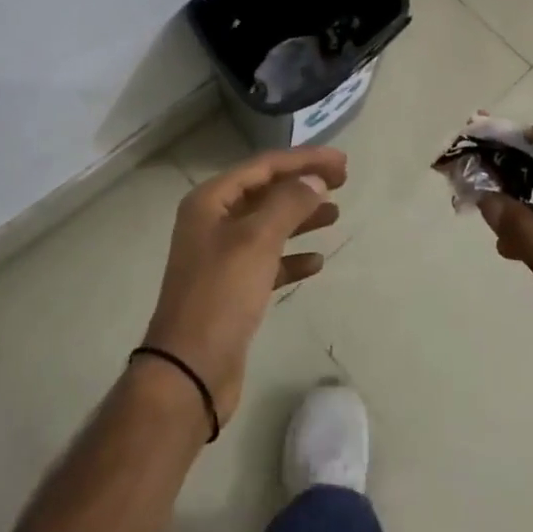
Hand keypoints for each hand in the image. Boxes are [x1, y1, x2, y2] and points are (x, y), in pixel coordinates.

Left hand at [142, 145, 346, 423]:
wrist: (189, 372)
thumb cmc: (221, 295)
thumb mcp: (257, 240)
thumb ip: (288, 203)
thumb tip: (314, 180)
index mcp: (211, 201)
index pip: (264, 166)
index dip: (304, 159)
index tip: (341, 161)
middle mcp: (213, 221)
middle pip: (267, 191)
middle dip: (304, 184)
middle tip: (343, 181)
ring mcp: (222, 256)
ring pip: (269, 224)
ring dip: (301, 217)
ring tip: (336, 214)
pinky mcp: (233, 288)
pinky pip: (268, 260)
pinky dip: (292, 256)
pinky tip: (316, 262)